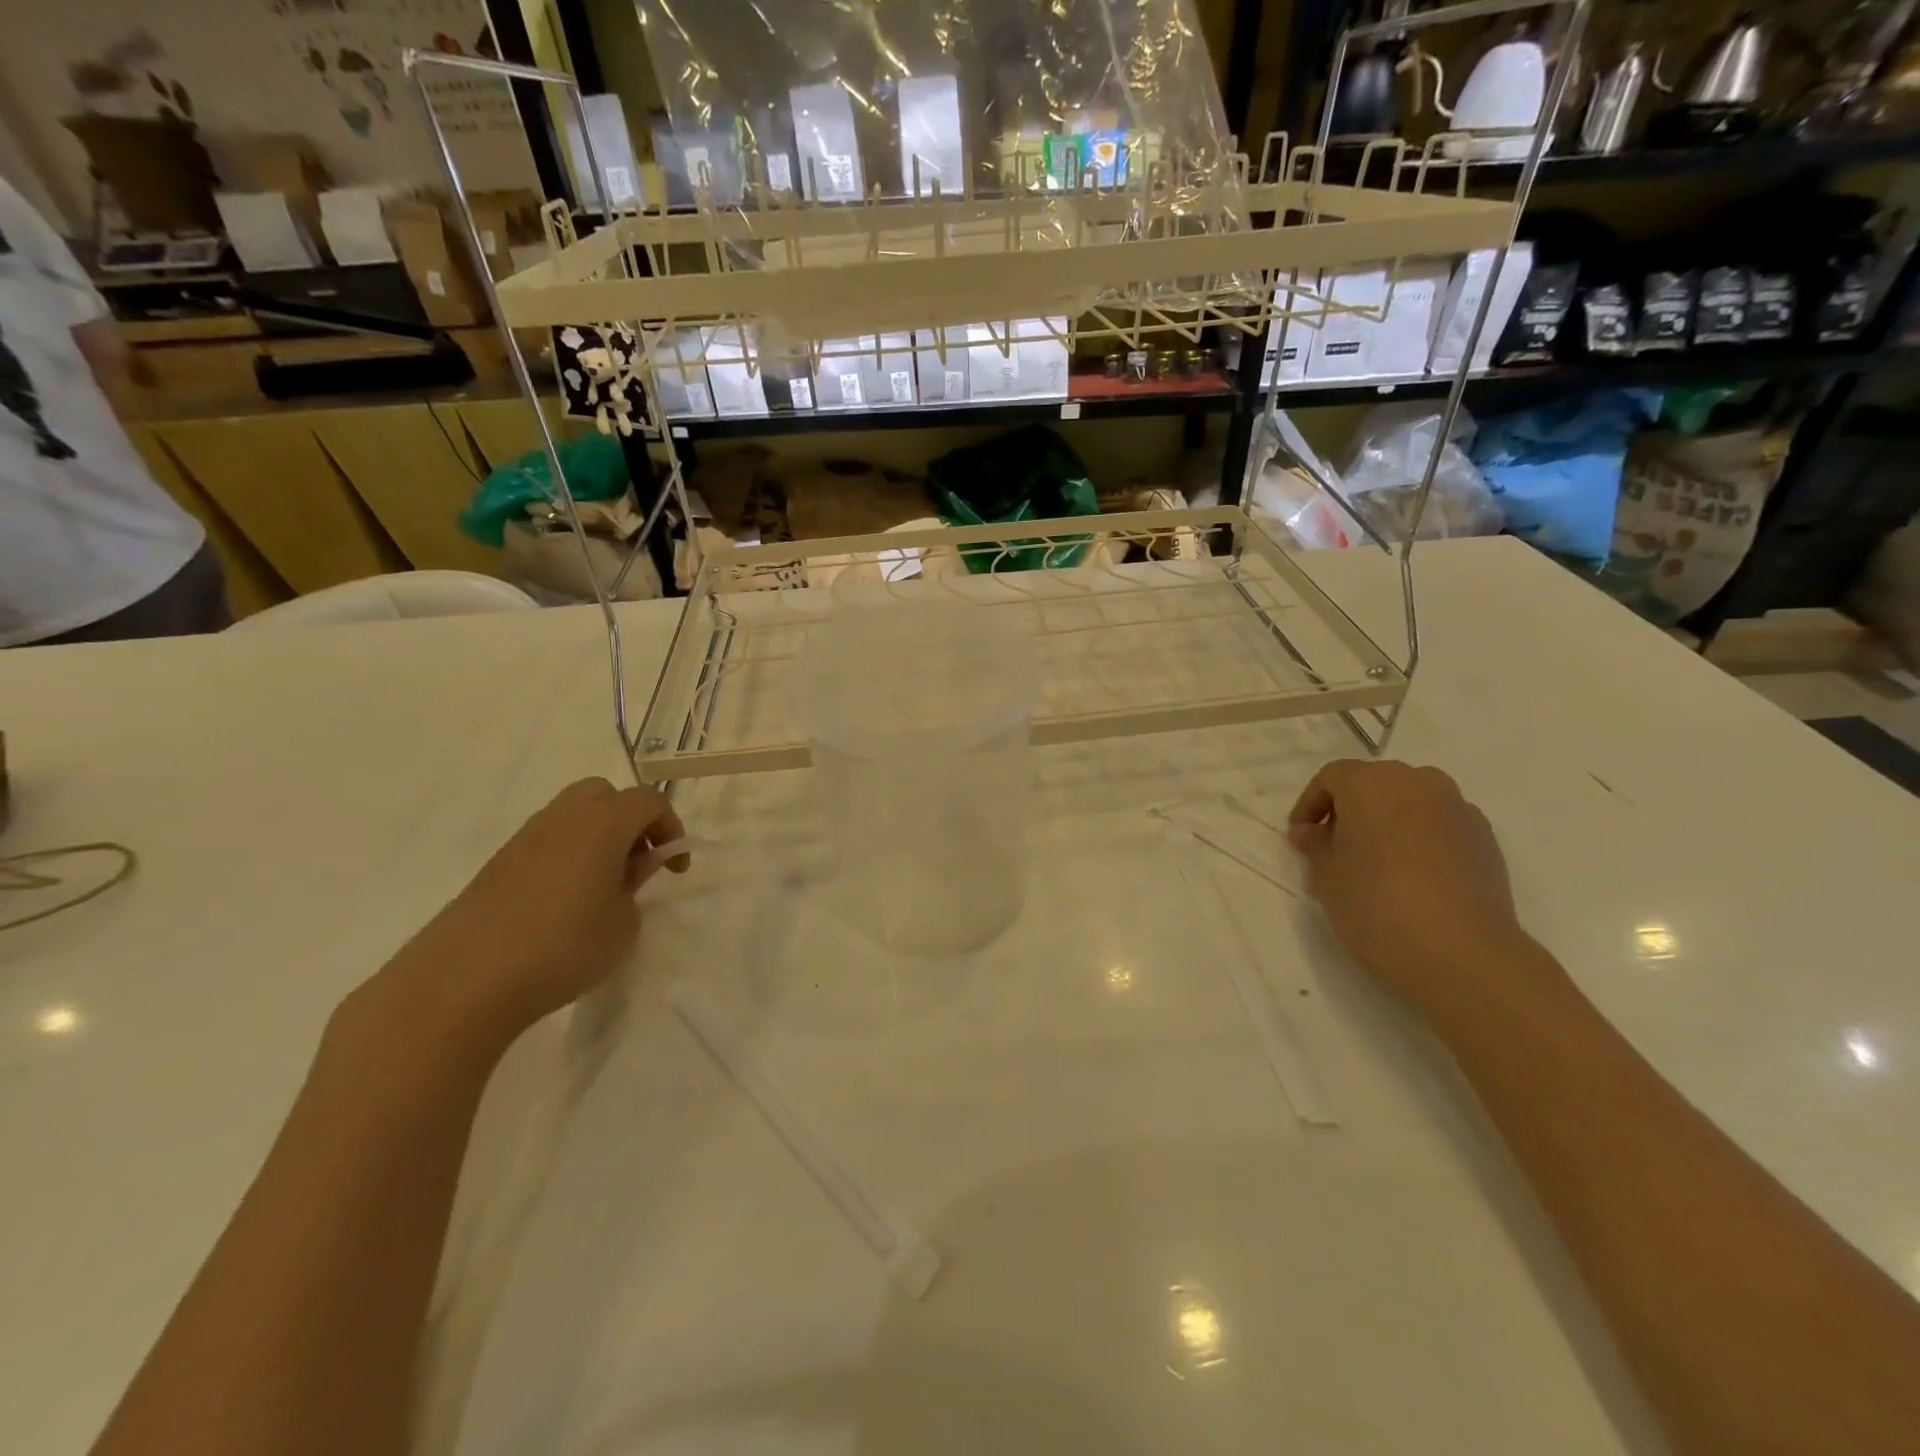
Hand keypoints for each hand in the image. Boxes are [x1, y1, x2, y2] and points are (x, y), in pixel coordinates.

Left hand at [373, 779, 687, 1055]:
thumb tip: (625, 871)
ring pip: (573, 815)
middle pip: (605, 794)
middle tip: (637, 863)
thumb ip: (633, 886)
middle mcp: (563, 817)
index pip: (650, 801)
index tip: (674, 869)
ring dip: (597, 837)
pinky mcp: (498, 864)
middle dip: (630, 820)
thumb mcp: (622, 923)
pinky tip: (565, 900)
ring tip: (603, 885)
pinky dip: (568, 855)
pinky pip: (547, 841)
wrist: (463, 982)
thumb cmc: (562, 947)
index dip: (671, 829)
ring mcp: (525, 838)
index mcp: (602, 823)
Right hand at [1288, 760, 1531, 1021]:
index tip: (1300, 838)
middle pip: (1374, 784)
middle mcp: (1418, 782)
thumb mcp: (1326, 876)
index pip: (1332, 777)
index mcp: (1372, 783)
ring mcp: (1458, 808)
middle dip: (1351, 811)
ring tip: (1375, 864)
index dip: (1310, 804)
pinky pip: (1440, 827)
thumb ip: (1315, 845)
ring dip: (1388, 823)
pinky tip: (1413, 878)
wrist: (1461, 952)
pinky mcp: (1486, 839)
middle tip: (1335, 848)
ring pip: (1411, 803)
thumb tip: (1311, 832)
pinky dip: (1421, 840)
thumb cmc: (1376, 903)